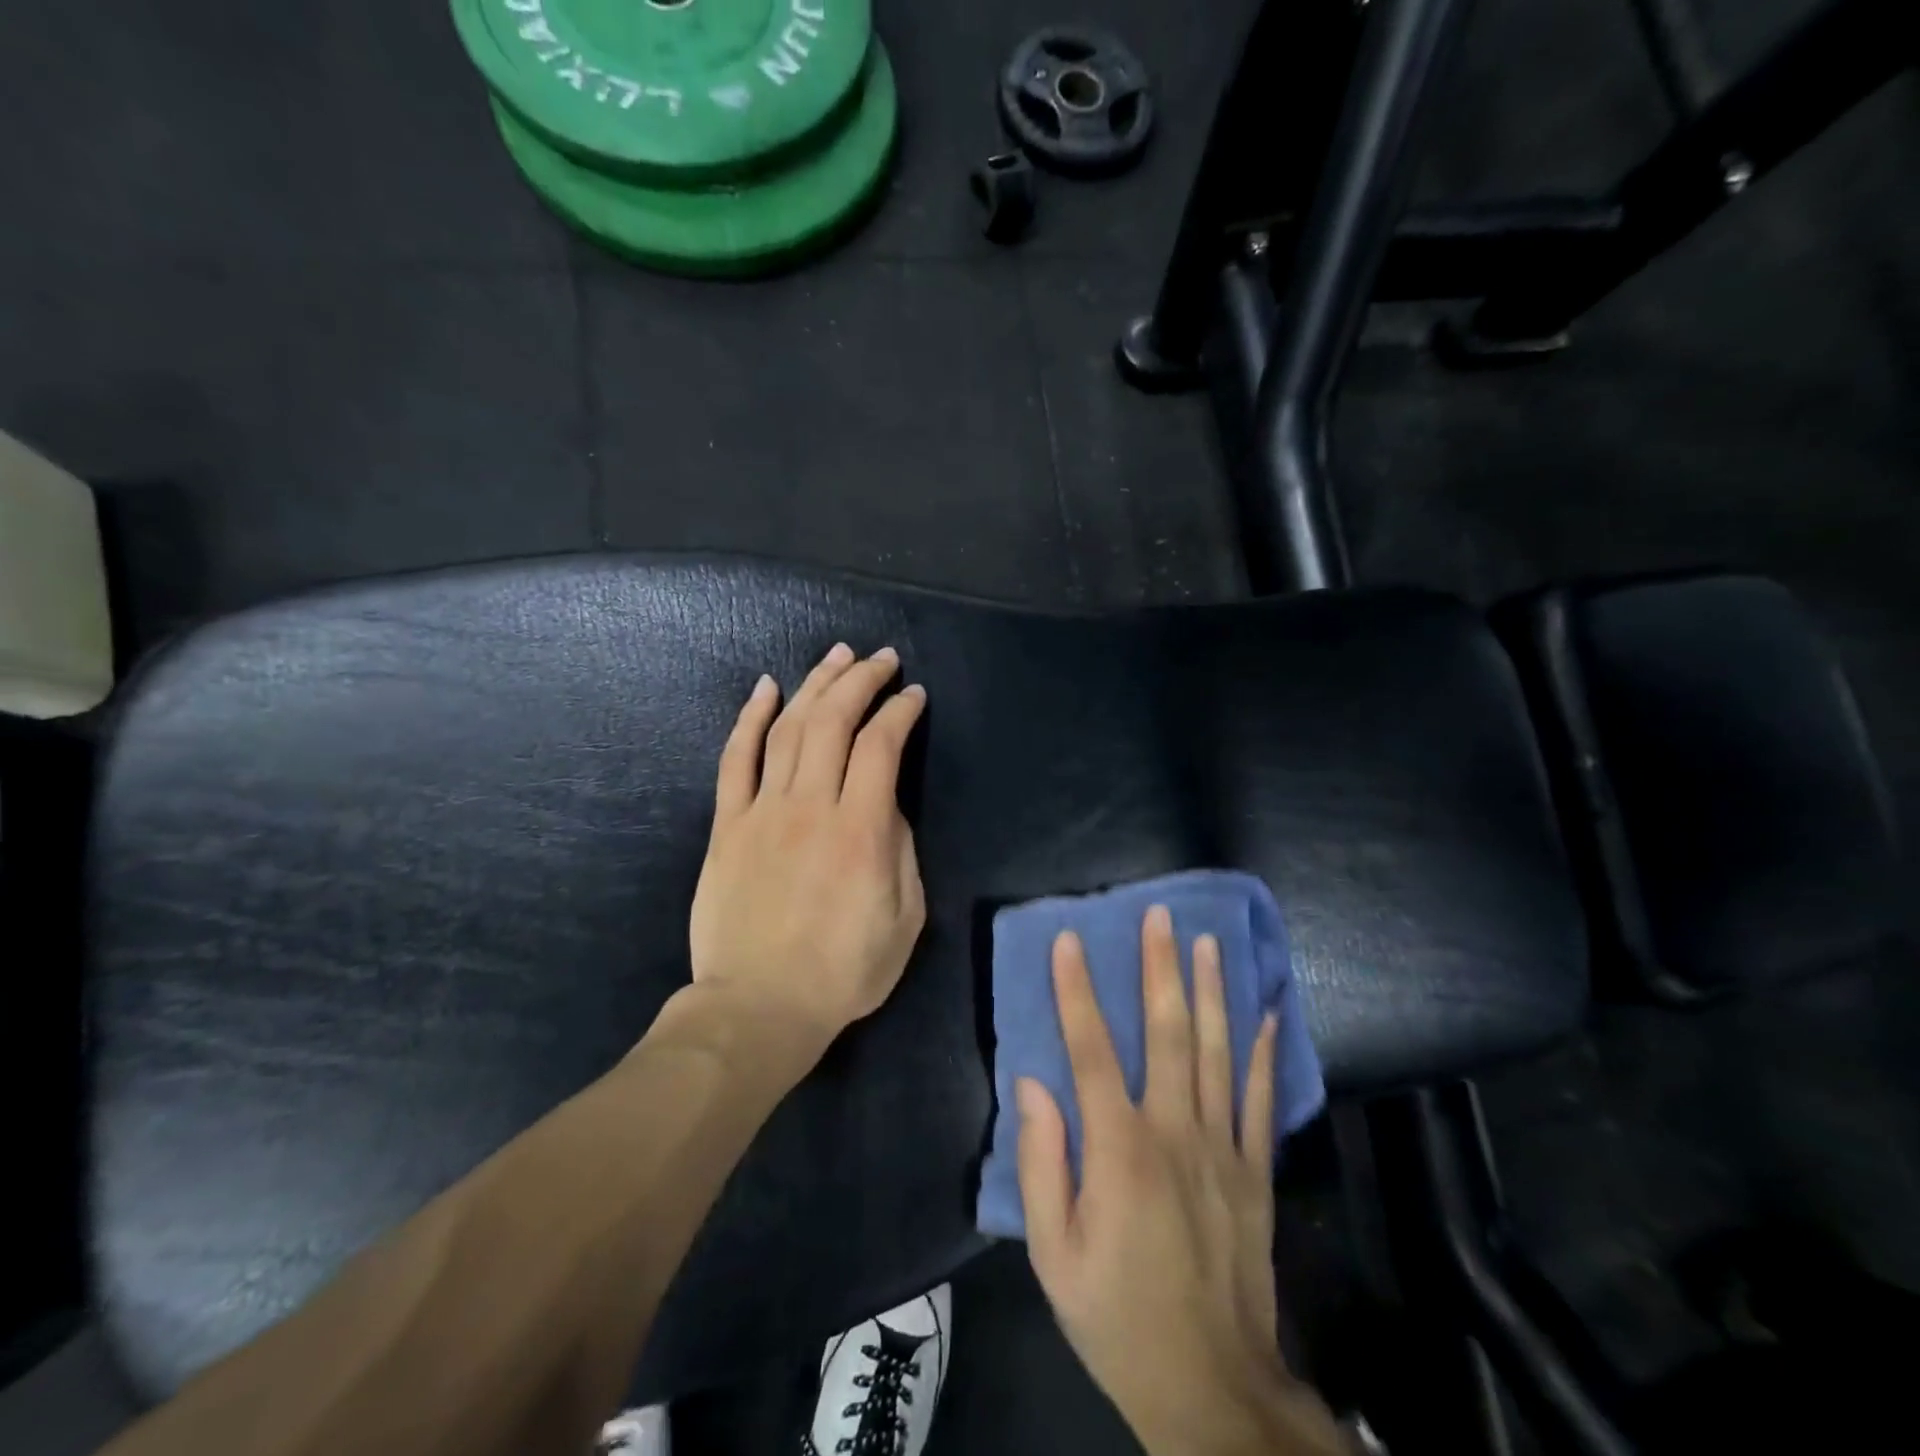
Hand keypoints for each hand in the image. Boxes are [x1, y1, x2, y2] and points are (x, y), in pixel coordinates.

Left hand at [688, 644, 927, 1052]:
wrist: (758, 1008)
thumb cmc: (843, 971)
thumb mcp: (905, 919)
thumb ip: (901, 851)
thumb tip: (887, 806)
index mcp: (861, 830)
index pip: (882, 745)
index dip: (901, 711)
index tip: (914, 695)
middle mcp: (811, 806)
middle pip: (834, 721)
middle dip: (861, 680)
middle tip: (880, 659)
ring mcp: (763, 811)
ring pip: (789, 728)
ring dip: (815, 685)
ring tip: (836, 657)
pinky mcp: (728, 825)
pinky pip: (736, 759)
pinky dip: (750, 718)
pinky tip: (766, 688)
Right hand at [1016, 907, 1347, 1455]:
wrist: (1211, 1385)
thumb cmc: (1116, 1315)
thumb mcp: (1052, 1254)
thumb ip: (1041, 1163)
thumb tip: (1033, 1083)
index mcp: (1119, 1150)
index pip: (1091, 1050)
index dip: (1077, 991)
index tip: (1069, 940)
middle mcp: (1175, 1133)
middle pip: (1167, 1034)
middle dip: (1160, 968)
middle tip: (1159, 915)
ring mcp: (1223, 1149)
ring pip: (1217, 1052)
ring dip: (1211, 991)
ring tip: (1207, 941)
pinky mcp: (1256, 1172)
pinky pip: (1260, 1099)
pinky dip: (1264, 1052)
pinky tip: (1267, 1012)